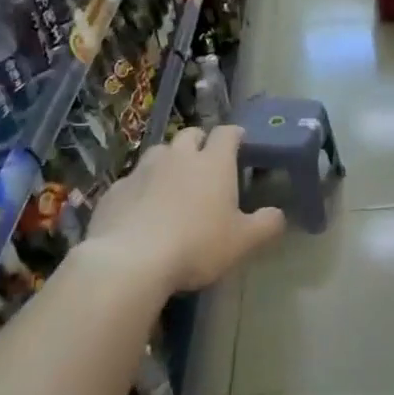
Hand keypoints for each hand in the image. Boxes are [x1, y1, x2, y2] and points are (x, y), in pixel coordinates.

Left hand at [88, 125, 285, 291]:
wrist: (130, 260)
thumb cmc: (197, 245)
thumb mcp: (243, 241)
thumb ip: (266, 225)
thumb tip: (278, 214)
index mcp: (213, 163)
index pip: (227, 134)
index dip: (235, 135)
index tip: (240, 142)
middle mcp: (178, 157)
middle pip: (190, 134)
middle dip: (200, 142)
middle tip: (207, 162)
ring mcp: (143, 170)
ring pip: (160, 153)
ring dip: (169, 161)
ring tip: (174, 182)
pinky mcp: (115, 189)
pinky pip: (133, 180)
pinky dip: (142, 187)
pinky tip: (143, 209)